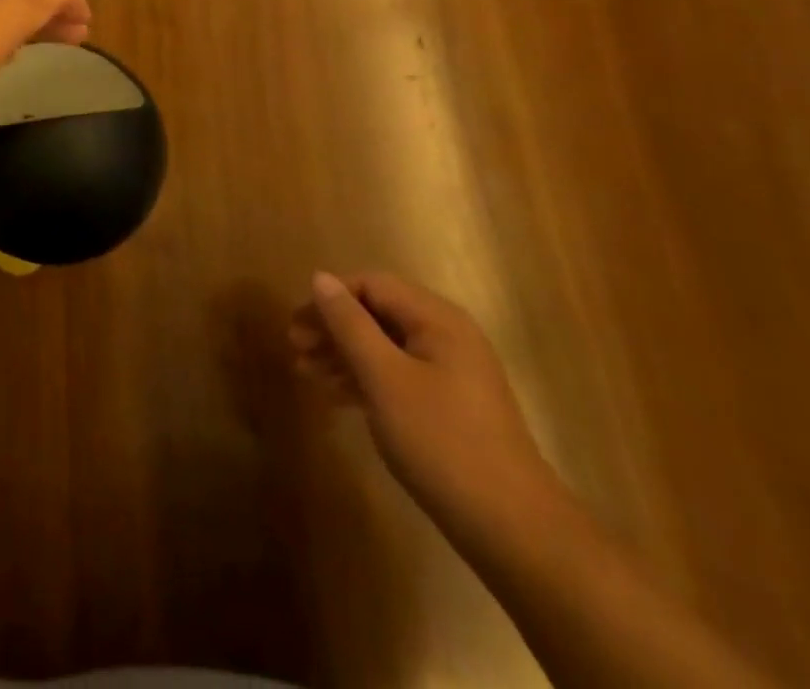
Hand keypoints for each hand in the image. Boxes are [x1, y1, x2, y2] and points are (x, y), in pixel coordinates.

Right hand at [290, 272, 564, 540]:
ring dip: (342, 355)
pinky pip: (396, 374)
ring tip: (305, 374)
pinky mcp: (449, 406)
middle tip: (295, 349)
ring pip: (384, 346)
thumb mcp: (385, 378)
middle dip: (332, 328)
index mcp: (437, 319)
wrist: (514, 531)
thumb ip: (350, 324)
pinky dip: (364, 379)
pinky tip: (335, 396)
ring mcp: (451, 372)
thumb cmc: (442, 442)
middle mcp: (446, 336)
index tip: (296, 326)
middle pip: (376, 314)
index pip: (371, 285)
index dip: (330, 299)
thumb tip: (320, 278)